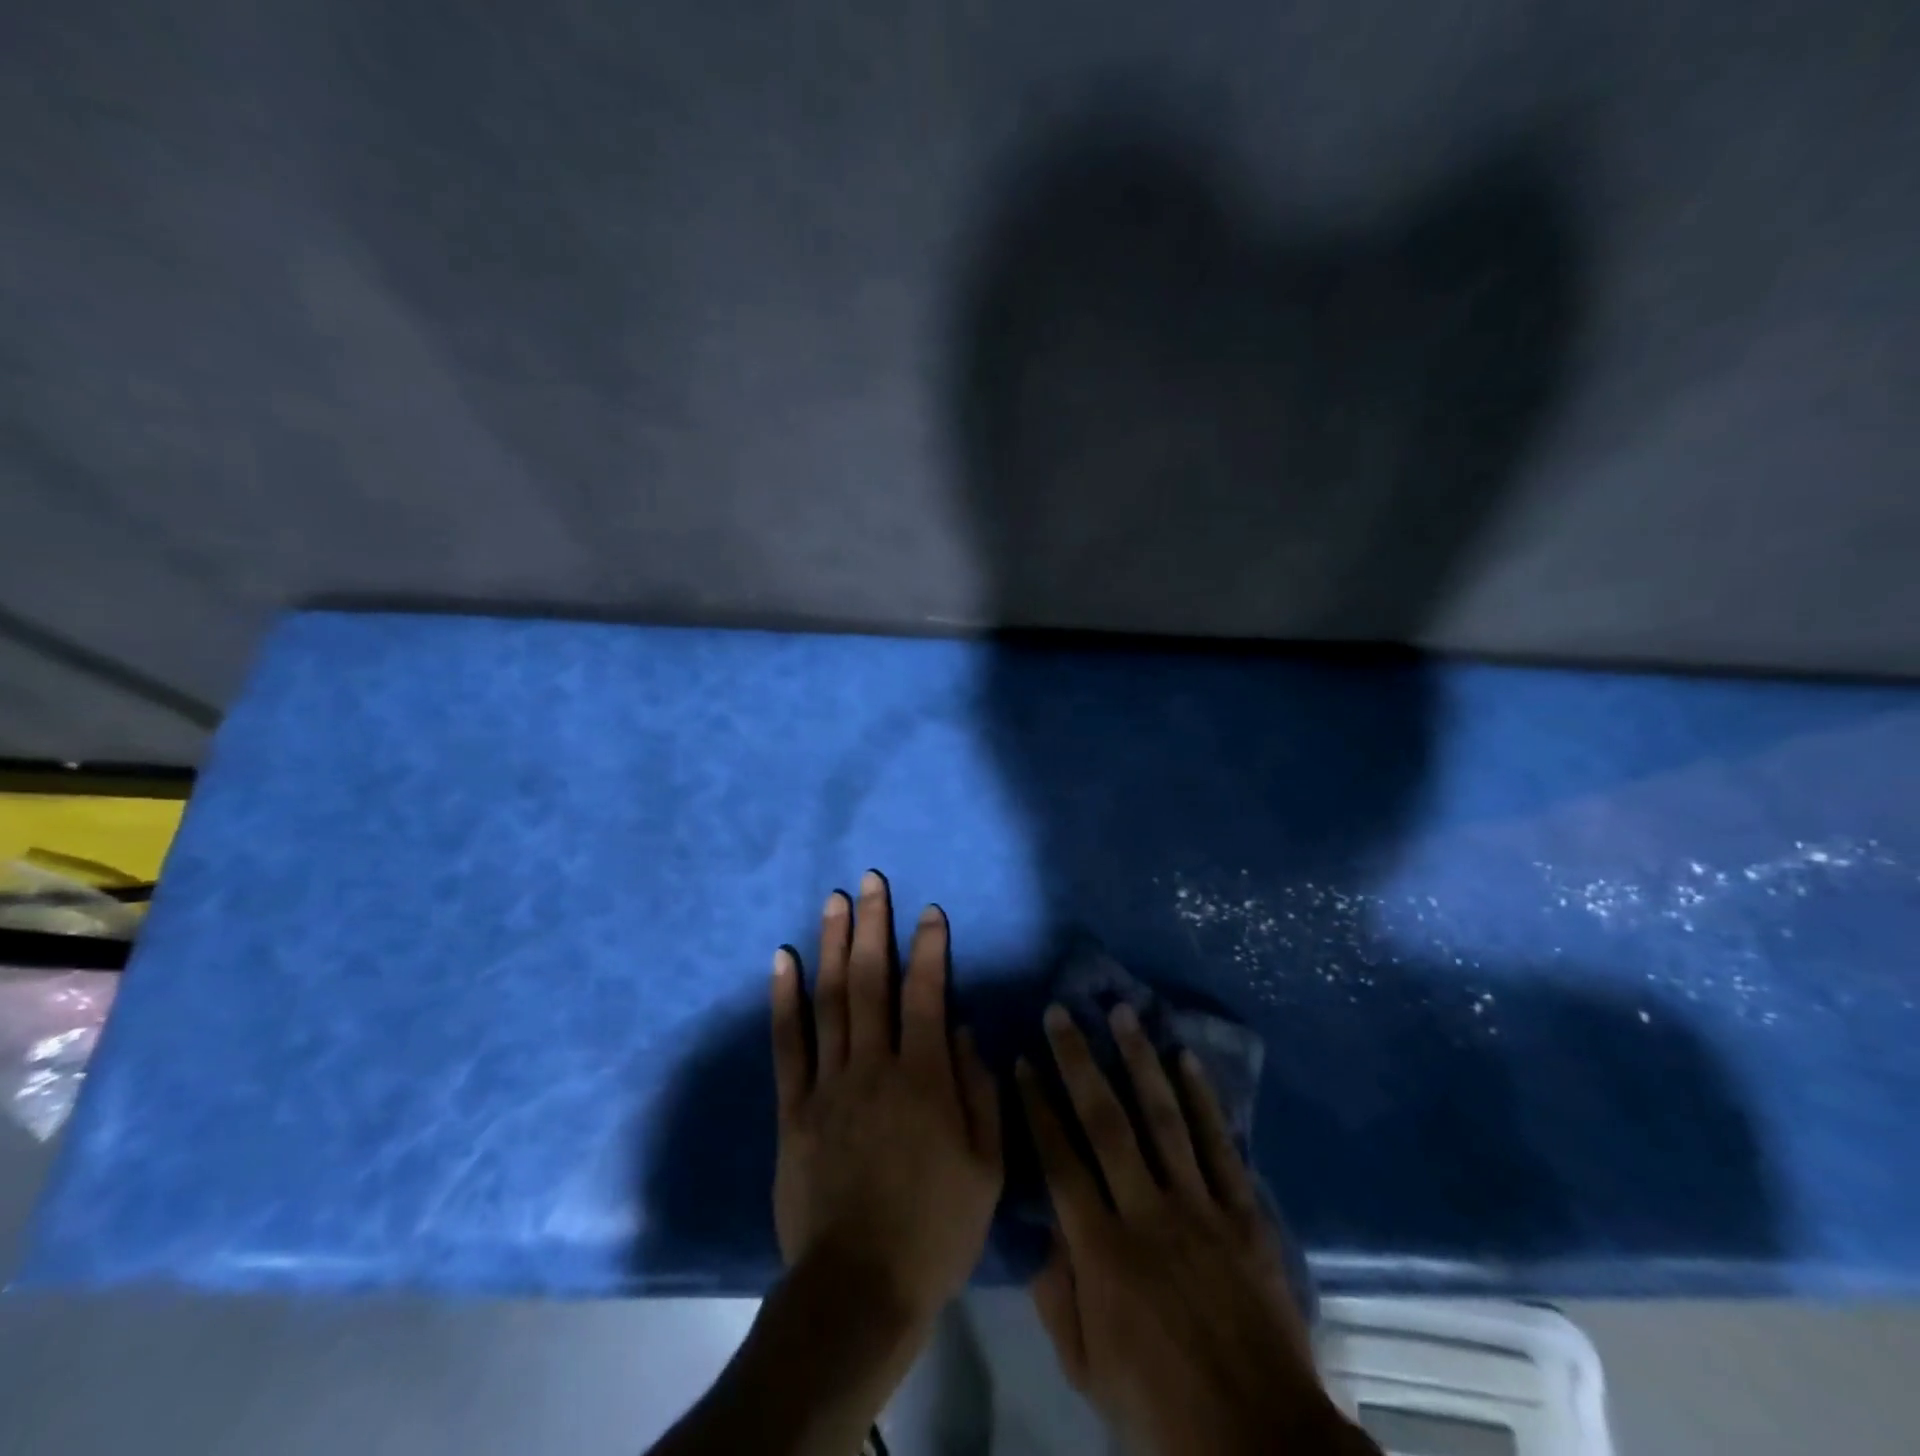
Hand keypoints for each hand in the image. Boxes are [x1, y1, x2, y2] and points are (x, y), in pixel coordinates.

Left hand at [771, 871, 1002, 1324]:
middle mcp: (874, 1066)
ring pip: (829, 999)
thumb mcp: (986, 1167)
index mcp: (924, 1078)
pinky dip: (785, 998)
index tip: (930, 911)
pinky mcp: (794, 1107)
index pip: (927, 994)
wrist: (859, 1288)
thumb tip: (964, 1030)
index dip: (930, 948)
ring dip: (832, 945)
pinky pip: (788, 1043)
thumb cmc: (935, 1229)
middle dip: (873, 926)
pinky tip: (784, 960)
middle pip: (871, 981)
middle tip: (870, 881)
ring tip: (834, 901)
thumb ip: (979, 1091)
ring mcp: (829, 1083)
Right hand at [1019, 1003, 1374, 1455]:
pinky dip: (1203, 1099)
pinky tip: (1186, 1058)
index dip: (1038, 1106)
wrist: (1262, 1443)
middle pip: (1106, 1121)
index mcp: (1103, 1253)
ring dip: (1139, 1060)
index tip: (1023, 1060)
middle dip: (1079, 1061)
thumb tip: (1043, 1226)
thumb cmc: (1161, 1409)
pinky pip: (1220, 1145)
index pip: (1059, 1160)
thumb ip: (1057, 1293)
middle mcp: (1147, 1214)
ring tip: (1122, 1013)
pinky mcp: (1243, 1214)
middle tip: (1061, 1013)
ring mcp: (1200, 1209)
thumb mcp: (1087, 1368)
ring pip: (1163, 1118)